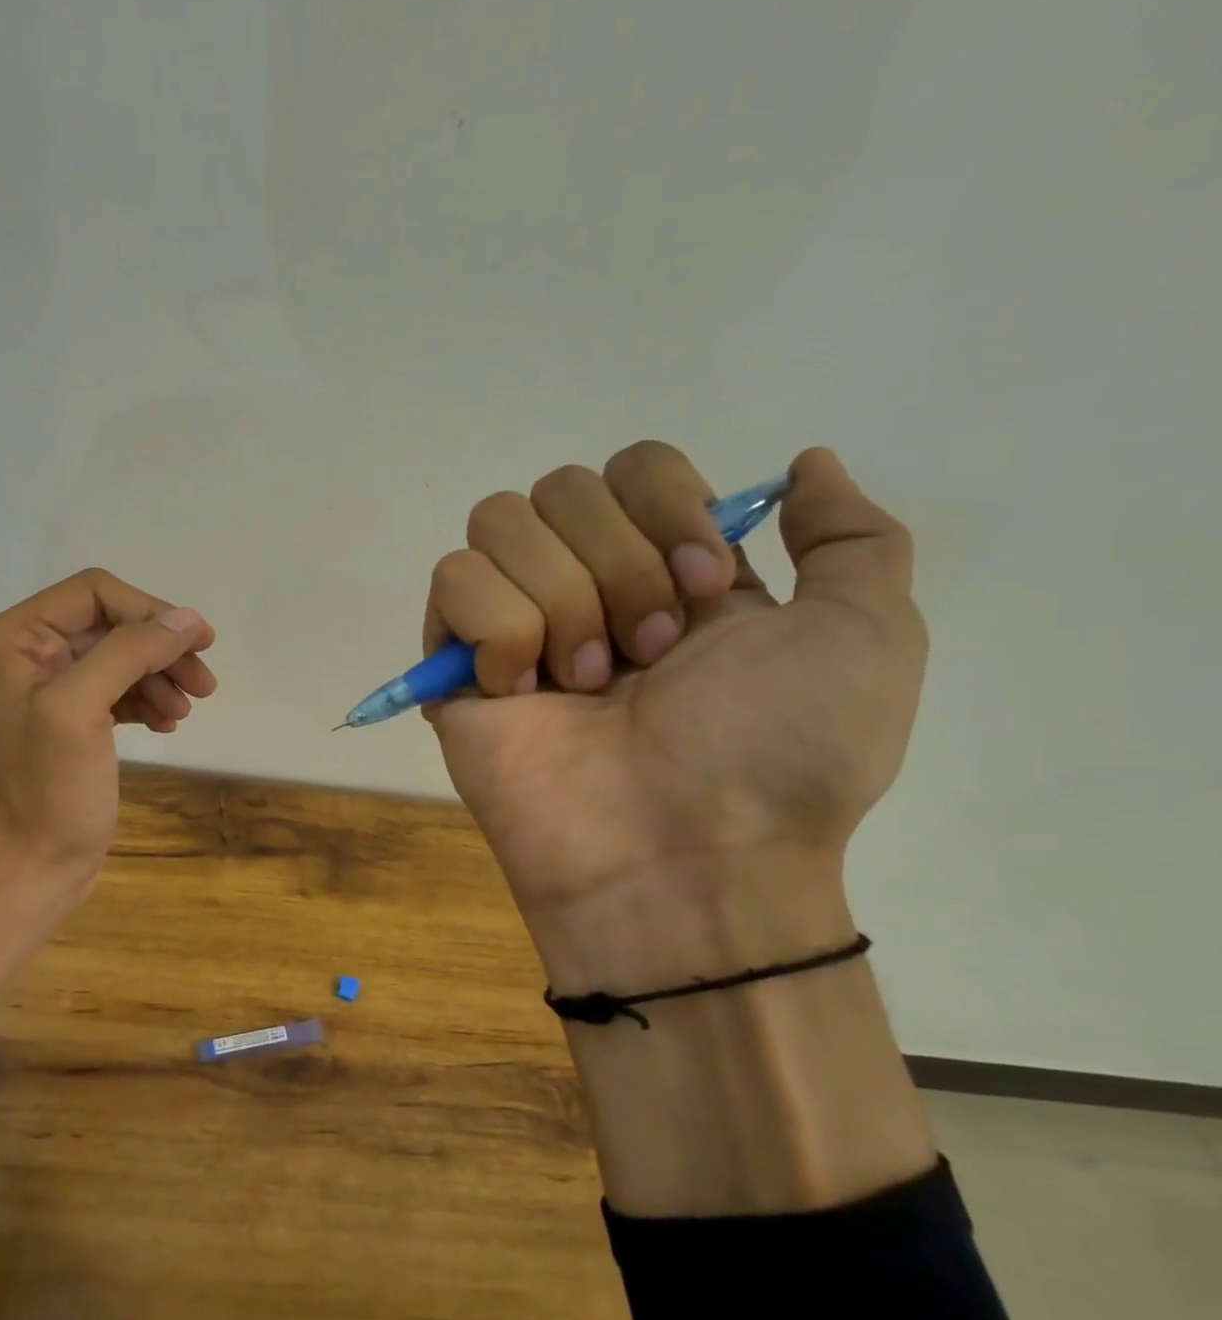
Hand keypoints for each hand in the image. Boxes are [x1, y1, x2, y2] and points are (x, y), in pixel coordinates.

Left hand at [0, 568, 216, 899]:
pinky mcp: (75, 718)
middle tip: (204, 682)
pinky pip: (121, 688)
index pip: (95, 593)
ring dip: (162, 675)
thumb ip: (130, 652)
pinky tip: (167, 724)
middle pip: (114, 624)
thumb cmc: (49, 789)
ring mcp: (52, 686)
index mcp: (15, 637)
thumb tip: (187, 620)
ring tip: (187, 710)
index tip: (194, 645)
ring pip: (124, 656)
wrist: (35, 866)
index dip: (148, 613)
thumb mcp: (81, 709)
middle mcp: (29, 652)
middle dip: (161, 648)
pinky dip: (149, 699)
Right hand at [426, 443, 925, 988]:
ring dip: (561, 600)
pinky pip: (454, 581)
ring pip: (499, 521)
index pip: (634, 465)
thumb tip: (804, 462)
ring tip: (587, 684)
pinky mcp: (454, 662)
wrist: (683, 857)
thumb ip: (851, 537)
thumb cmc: (777, 755)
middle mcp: (584, 583)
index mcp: (666, 568)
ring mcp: (513, 622)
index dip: (668, 508)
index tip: (708, 589)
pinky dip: (499, 630)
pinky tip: (522, 692)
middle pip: (562, 486)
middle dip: (618, 566)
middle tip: (650, 656)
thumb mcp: (865, 636)